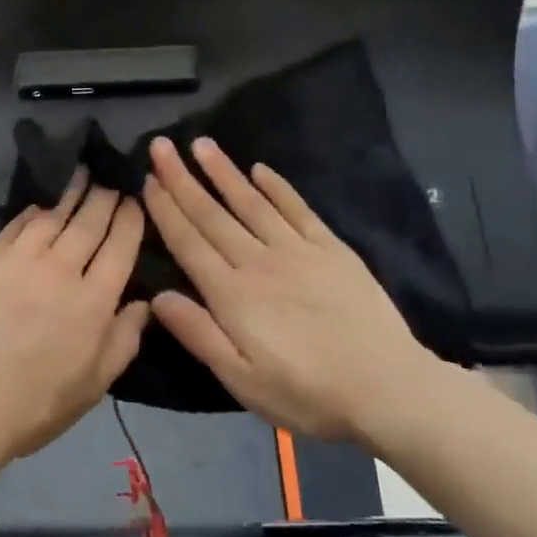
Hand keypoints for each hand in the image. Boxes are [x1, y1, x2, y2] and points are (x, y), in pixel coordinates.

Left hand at [0, 174, 149, 482]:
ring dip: (70, 193)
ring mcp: (16, 261)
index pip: (120, 246)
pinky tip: (40, 205)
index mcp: (92, 302)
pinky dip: (32, 213)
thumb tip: (143, 302)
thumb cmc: (33, 408)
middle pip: (88, 222)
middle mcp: (58, 271)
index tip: (135, 197)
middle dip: (104, 196)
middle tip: (110, 176)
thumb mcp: (93, 386)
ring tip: (80, 174)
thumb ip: (124, 340)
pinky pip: (13, 226)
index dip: (130, 218)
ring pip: (51, 217)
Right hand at [142, 136, 436, 450]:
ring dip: (224, 172)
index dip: (166, 210)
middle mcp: (258, 261)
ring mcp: (297, 251)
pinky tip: (260, 170)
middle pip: (213, 214)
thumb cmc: (307, 393)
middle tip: (161, 146)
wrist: (388, 389)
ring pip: (251, 202)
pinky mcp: (331, 250)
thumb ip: (199, 335)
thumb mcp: (242, 380)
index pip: (189, 242)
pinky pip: (297, 209)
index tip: (148, 180)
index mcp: (232, 294)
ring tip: (202, 144)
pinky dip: (277, 187)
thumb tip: (158, 296)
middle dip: (182, 179)